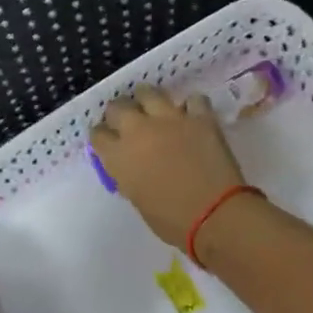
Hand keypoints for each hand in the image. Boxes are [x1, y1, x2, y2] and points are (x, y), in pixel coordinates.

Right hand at [90, 85, 247, 248]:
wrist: (214, 215)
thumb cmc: (171, 220)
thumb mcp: (137, 199)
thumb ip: (129, 175)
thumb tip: (132, 166)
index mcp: (118, 156)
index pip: (98, 134)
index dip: (103, 137)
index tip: (109, 142)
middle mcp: (138, 130)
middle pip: (118, 107)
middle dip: (120, 113)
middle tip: (128, 123)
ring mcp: (170, 119)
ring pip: (148, 92)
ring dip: (148, 100)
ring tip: (154, 110)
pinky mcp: (200, 117)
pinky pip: (192, 100)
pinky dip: (190, 106)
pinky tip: (191, 116)